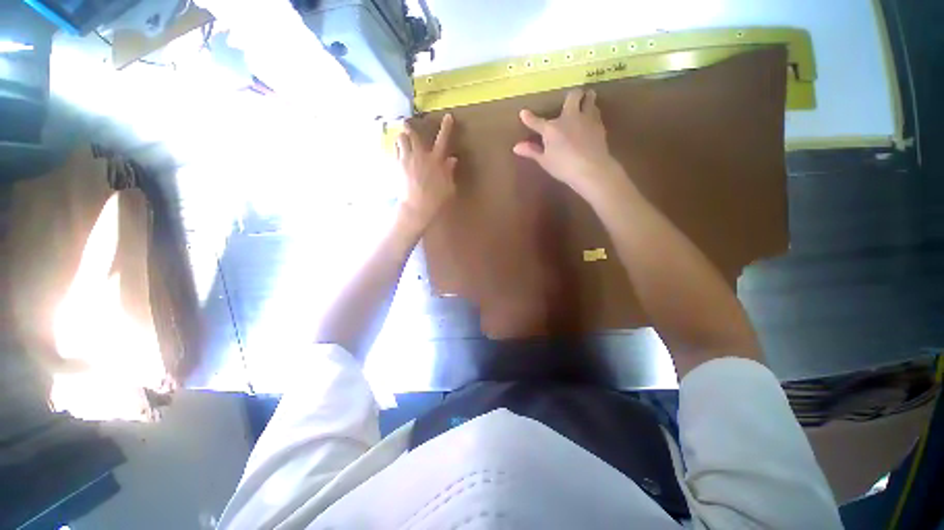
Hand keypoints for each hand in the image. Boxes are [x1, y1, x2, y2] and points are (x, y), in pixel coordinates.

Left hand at [397, 114, 457, 232]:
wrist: (417, 207)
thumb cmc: (436, 199)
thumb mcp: (448, 187)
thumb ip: (449, 171)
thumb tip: (452, 159)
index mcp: (436, 160)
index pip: (443, 139)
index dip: (446, 127)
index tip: (448, 116)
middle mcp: (420, 155)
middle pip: (412, 134)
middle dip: (410, 127)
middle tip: (407, 124)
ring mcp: (406, 160)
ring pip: (400, 140)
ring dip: (402, 138)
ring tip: (402, 141)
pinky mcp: (396, 167)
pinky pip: (394, 152)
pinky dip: (397, 150)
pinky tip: (398, 154)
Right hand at [513, 88, 622, 195]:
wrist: (591, 169)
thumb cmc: (563, 167)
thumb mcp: (545, 161)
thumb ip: (532, 151)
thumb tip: (516, 147)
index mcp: (552, 128)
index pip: (537, 121)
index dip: (529, 118)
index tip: (523, 113)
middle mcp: (569, 117)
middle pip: (573, 96)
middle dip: (573, 95)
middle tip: (573, 99)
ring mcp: (586, 119)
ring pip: (590, 100)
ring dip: (587, 100)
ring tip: (586, 103)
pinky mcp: (600, 125)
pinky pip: (596, 113)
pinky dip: (593, 114)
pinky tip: (591, 121)